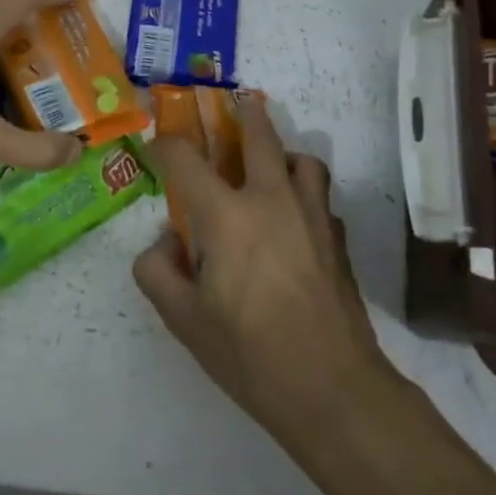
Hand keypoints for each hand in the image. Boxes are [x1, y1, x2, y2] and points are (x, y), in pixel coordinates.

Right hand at [134, 94, 400, 462]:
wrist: (333, 388)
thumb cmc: (250, 354)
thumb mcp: (184, 321)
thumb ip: (158, 272)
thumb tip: (166, 242)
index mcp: (227, 216)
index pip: (186, 159)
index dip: (166, 146)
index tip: (158, 148)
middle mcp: (271, 200)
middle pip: (259, 135)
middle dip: (243, 114)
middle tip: (234, 106)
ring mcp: (312, 215)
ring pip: (303, 159)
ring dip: (282, 153)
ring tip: (269, 169)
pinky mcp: (337, 237)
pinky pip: (320, 196)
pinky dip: (304, 192)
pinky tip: (294, 219)